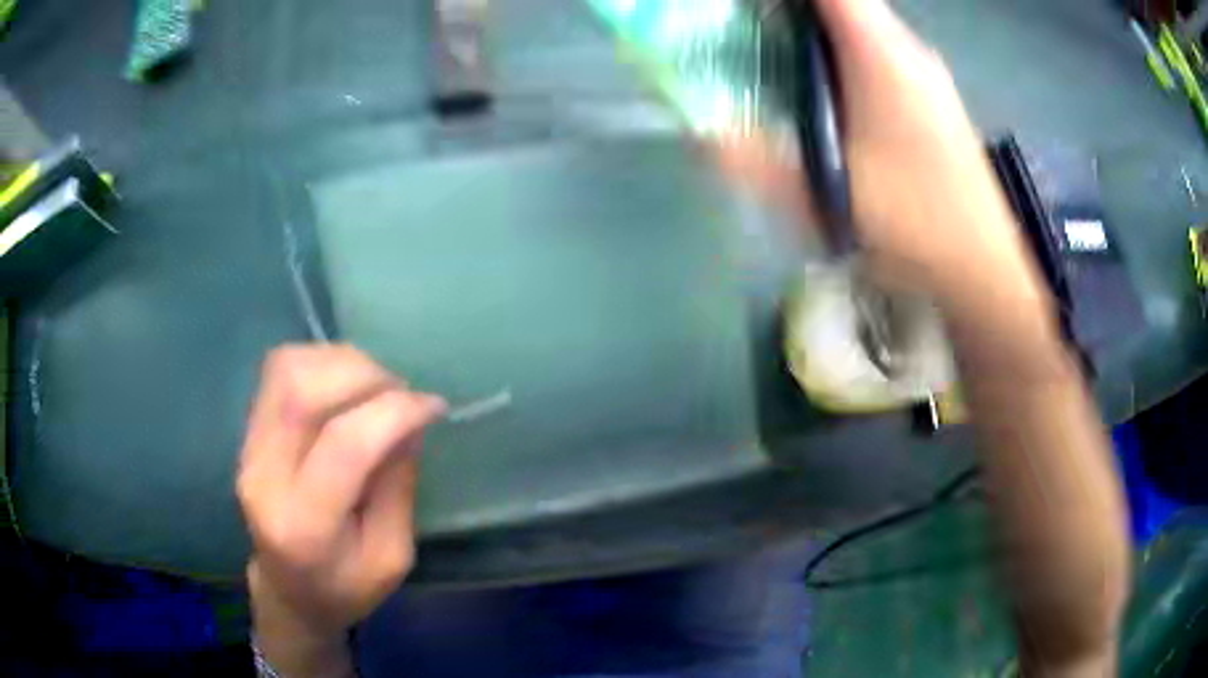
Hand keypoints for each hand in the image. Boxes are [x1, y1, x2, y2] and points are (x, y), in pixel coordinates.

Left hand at [237, 345, 445, 639]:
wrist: (289, 592)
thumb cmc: (346, 587)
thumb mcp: (393, 556)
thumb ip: (399, 485)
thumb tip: (408, 419)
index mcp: (305, 528)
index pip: (344, 445)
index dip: (394, 412)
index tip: (433, 406)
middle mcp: (264, 479)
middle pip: (302, 391)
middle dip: (365, 376)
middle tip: (401, 393)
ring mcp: (248, 449)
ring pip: (287, 369)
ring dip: (341, 364)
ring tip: (374, 388)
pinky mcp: (247, 432)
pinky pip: (279, 371)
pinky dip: (320, 363)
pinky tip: (345, 387)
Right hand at [717, 0, 1048, 314]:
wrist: (984, 266)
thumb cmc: (914, 222)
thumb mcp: (825, 194)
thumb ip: (755, 161)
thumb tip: (702, 133)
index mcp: (881, 54)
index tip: (746, 9)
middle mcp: (907, 49)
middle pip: (843, 2)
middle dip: (790, 9)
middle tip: (747, 27)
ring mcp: (925, 72)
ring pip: (862, 23)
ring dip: (816, 27)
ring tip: (775, 52)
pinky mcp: (932, 96)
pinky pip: (878, 50)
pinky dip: (842, 51)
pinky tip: (827, 91)